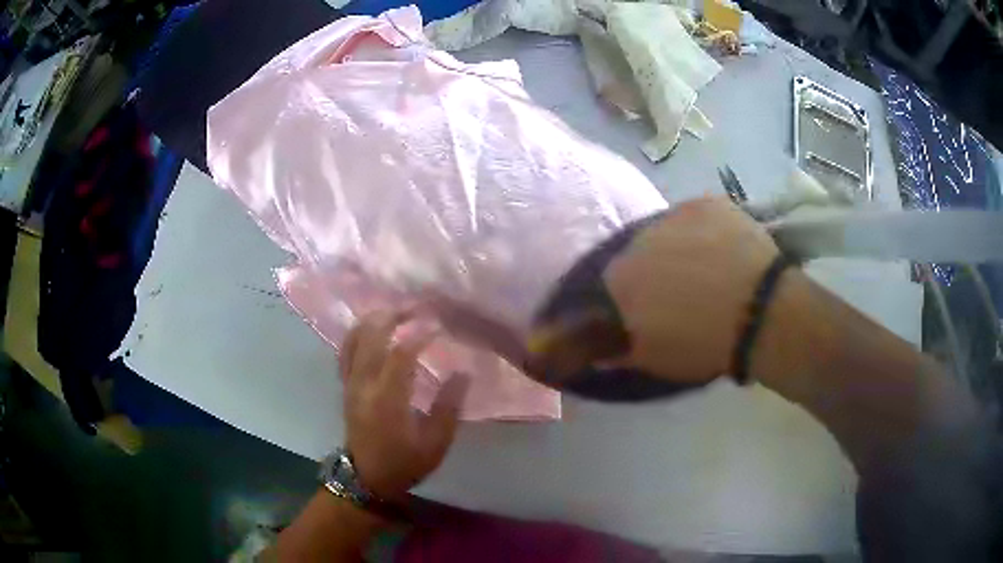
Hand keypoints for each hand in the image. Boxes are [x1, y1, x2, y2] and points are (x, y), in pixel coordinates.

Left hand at [340, 311, 469, 499]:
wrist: (367, 478)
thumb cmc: (404, 463)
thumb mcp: (435, 444)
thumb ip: (448, 407)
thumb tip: (463, 372)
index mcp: (387, 400)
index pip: (400, 355)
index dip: (420, 336)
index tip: (439, 326)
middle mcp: (363, 385)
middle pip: (372, 337)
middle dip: (394, 316)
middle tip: (417, 307)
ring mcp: (350, 383)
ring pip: (355, 338)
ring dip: (375, 319)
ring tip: (397, 311)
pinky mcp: (345, 385)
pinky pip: (346, 350)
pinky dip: (359, 332)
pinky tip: (374, 327)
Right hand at [603, 197, 786, 383]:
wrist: (759, 312)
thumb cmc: (702, 343)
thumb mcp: (654, 361)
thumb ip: (621, 351)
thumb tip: (603, 350)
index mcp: (620, 277)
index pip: (613, 284)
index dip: (632, 298)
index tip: (651, 312)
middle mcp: (638, 239)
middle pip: (640, 252)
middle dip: (655, 269)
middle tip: (682, 291)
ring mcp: (674, 215)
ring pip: (669, 231)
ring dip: (679, 246)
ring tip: (708, 267)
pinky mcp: (706, 202)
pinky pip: (698, 216)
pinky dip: (706, 229)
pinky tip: (725, 248)